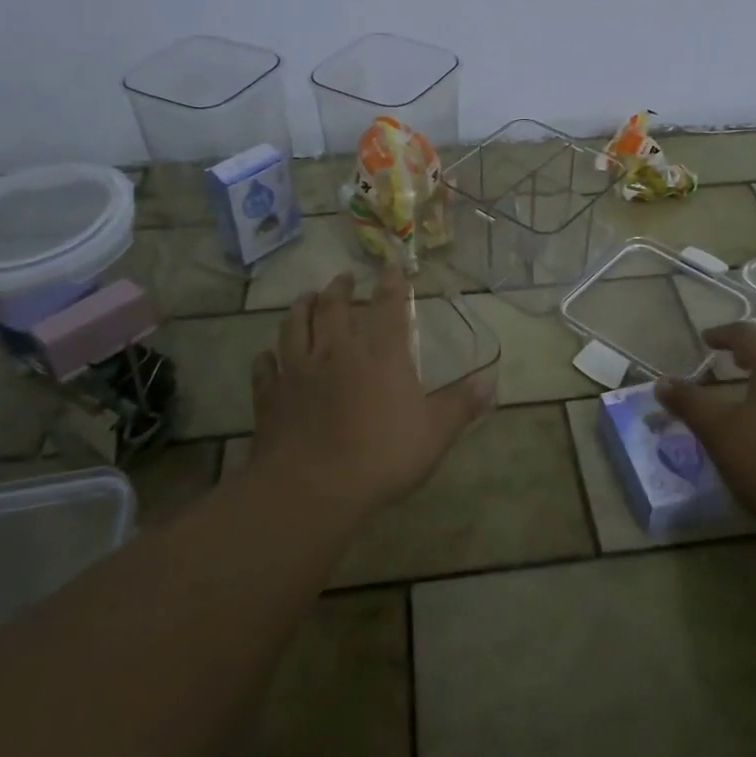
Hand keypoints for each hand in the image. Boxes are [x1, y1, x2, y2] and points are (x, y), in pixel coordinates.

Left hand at [249, 267, 493, 520]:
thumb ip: (461, 405)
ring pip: (294, 325)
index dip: (392, 283)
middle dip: (340, 287)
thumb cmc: (381, 457)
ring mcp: (298, 370)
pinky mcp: (270, 395)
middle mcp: (336, 350)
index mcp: (380, 353)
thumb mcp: (434, 434)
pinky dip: (267, 356)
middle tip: (344, 277)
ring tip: (306, 296)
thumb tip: (490, 382)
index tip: (392, 267)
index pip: (388, 306)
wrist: (312, 489)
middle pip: (334, 306)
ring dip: (301, 307)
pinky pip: (265, 366)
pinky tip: (268, 355)